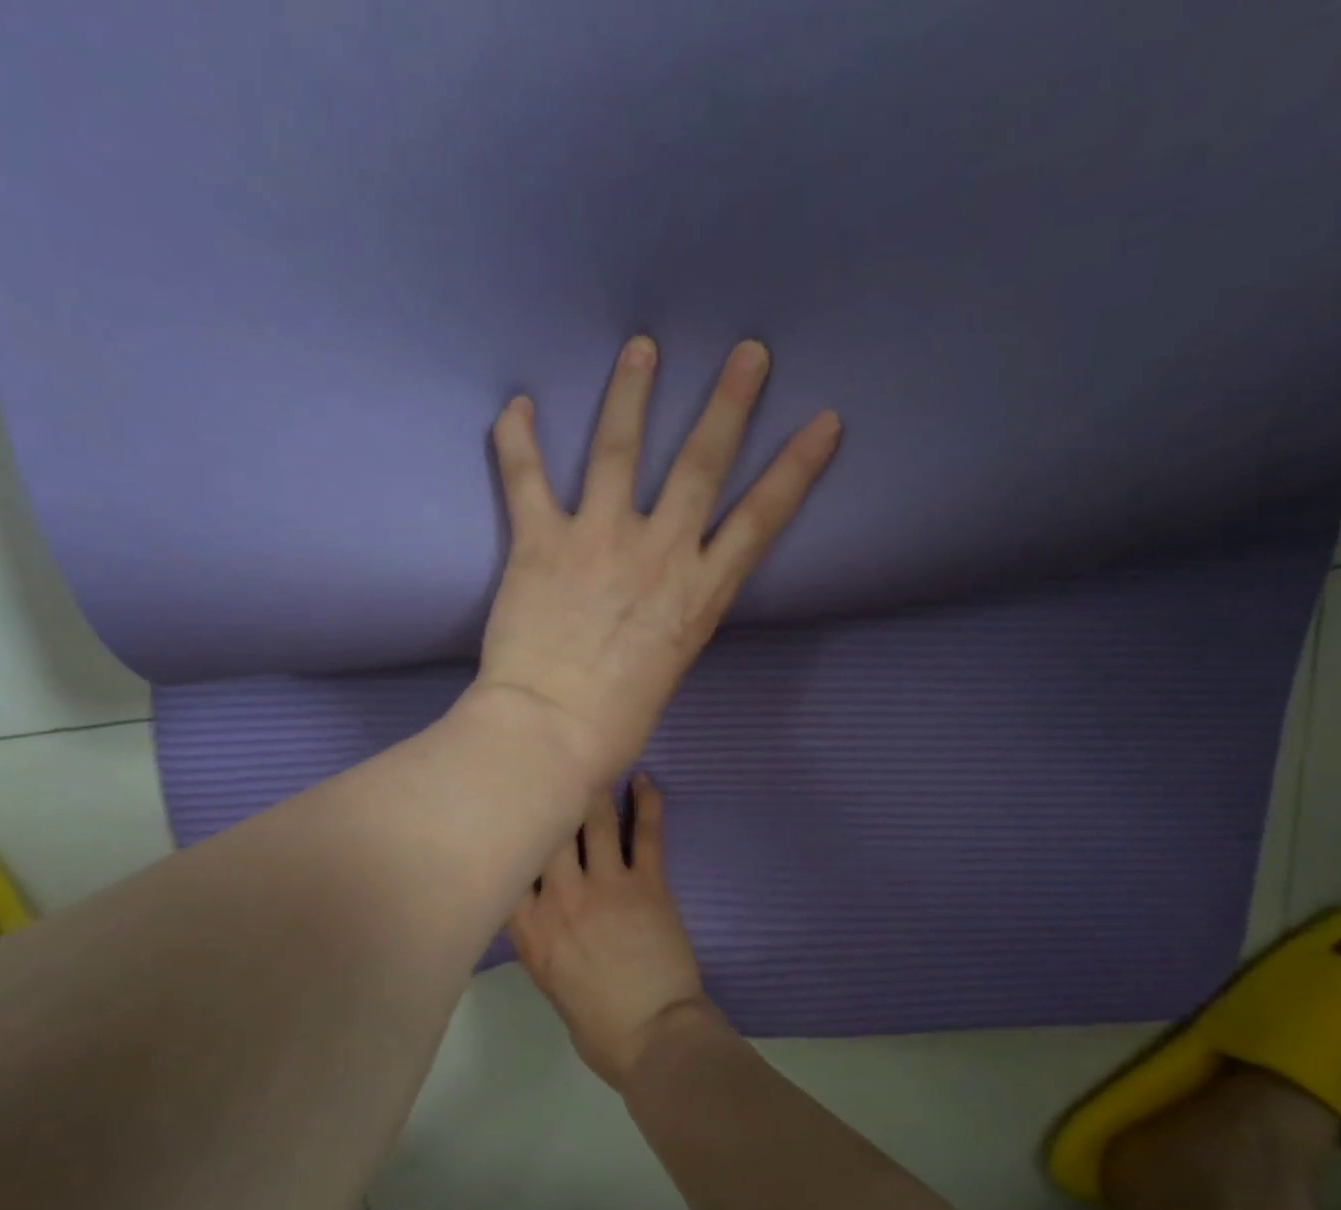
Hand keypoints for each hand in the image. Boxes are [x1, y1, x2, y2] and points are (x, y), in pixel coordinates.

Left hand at [476, 337, 840, 788]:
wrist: (553, 731)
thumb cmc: (617, 720)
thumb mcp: (669, 666)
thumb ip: (672, 618)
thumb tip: (660, 602)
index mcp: (699, 593)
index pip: (762, 519)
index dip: (796, 468)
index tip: (824, 420)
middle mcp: (659, 552)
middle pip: (701, 464)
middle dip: (728, 404)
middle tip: (747, 352)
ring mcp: (599, 539)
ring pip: (619, 451)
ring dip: (631, 394)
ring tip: (641, 347)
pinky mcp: (542, 542)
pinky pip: (527, 479)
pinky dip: (517, 440)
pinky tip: (517, 405)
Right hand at [508, 775, 720, 1087]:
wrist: (654, 1037)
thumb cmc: (596, 1023)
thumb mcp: (547, 980)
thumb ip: (536, 935)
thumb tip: (535, 903)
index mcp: (529, 927)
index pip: (506, 865)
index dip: (505, 830)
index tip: (503, 804)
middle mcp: (560, 896)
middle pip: (545, 830)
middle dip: (542, 794)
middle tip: (542, 763)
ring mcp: (606, 885)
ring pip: (591, 819)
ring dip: (590, 788)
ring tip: (588, 760)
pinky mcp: (647, 883)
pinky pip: (645, 832)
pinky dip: (646, 801)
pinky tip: (642, 778)